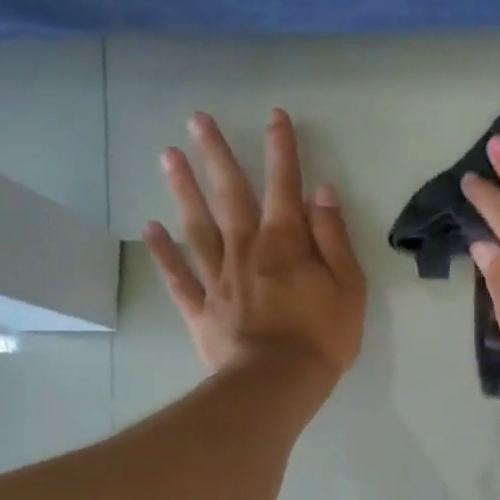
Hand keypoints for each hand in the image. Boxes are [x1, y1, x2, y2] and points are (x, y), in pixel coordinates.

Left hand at [145, 109, 365, 386]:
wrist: (277, 383)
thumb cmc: (322, 336)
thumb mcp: (348, 286)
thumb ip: (333, 238)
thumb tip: (322, 193)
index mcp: (286, 243)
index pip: (284, 186)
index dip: (281, 150)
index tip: (275, 116)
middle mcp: (246, 249)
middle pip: (230, 195)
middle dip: (217, 154)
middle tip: (197, 118)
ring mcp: (218, 277)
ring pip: (197, 226)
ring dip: (183, 190)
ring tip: (168, 156)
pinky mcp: (200, 308)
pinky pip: (177, 275)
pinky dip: (163, 252)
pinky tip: (150, 227)